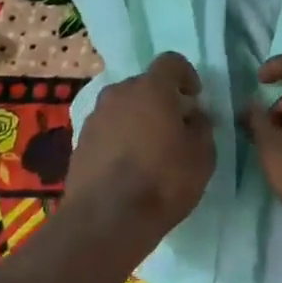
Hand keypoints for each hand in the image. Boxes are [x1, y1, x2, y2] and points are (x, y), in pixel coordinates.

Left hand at [62, 52, 215, 235]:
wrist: (106, 220)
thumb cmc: (163, 182)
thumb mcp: (202, 156)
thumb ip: (201, 127)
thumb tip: (193, 115)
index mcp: (151, 88)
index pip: (171, 62)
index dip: (186, 75)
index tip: (195, 98)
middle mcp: (118, 93)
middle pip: (144, 85)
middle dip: (161, 100)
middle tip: (175, 128)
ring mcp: (94, 117)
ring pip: (123, 107)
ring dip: (138, 119)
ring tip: (150, 151)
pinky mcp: (79, 141)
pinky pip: (107, 129)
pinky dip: (119, 139)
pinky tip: (128, 167)